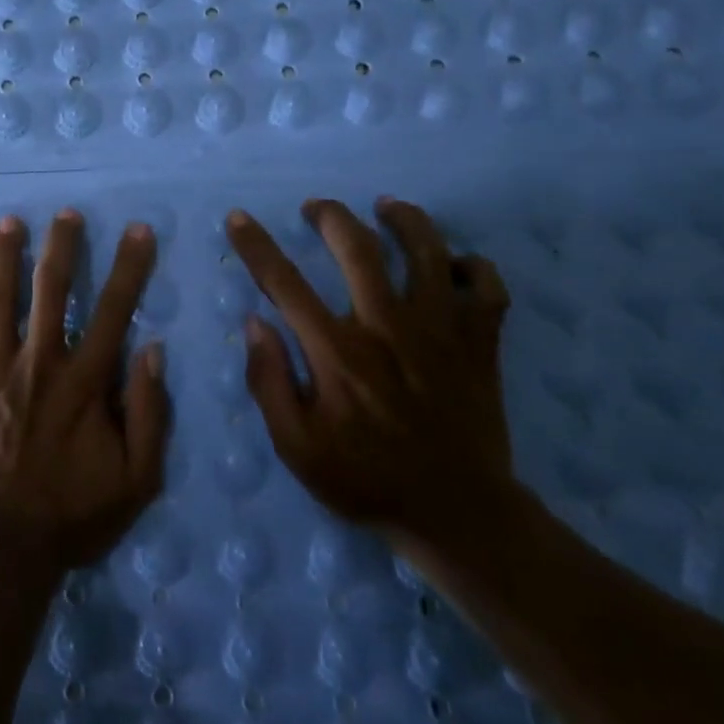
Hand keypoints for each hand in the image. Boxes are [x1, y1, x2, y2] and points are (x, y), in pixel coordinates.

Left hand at [0, 209, 171, 571]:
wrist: (2, 548)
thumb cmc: (74, 514)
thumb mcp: (137, 477)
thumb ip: (150, 411)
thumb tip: (152, 350)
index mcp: (83, 380)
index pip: (113, 310)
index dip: (130, 267)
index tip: (138, 230)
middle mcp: (38, 362)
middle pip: (51, 290)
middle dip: (62, 246)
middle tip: (65, 213)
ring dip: (4, 259)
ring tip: (8, 222)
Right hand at [226, 197, 517, 562]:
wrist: (457, 515)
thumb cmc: (366, 480)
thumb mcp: (297, 449)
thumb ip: (269, 383)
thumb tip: (256, 323)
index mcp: (338, 352)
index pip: (284, 282)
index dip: (255, 245)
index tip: (237, 217)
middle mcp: (388, 327)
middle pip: (358, 246)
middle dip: (331, 216)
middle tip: (315, 209)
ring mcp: (441, 330)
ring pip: (427, 250)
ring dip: (404, 219)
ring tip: (386, 207)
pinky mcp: (480, 342)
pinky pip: (486, 286)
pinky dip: (472, 266)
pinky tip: (453, 264)